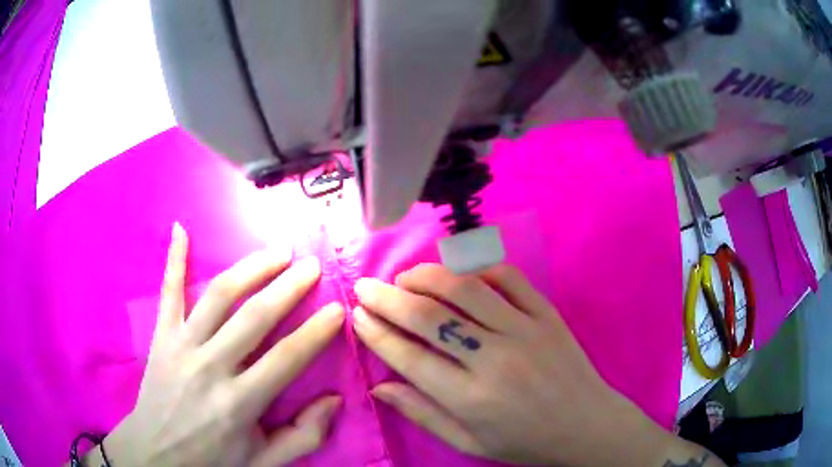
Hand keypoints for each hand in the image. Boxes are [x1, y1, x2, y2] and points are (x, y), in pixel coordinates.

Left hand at [94, 223, 344, 466]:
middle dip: (288, 287)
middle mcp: (210, 367)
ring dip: (250, 269)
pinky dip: (173, 260)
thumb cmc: (212, 460)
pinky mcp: (161, 336)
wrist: (155, 454)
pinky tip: (180, 229)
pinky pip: (168, 292)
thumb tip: (335, 401)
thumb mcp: (264, 462)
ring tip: (276, 251)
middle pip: (254, 317)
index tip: (337, 309)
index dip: (316, 332)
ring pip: (218, 296)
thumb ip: (303, 436)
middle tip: (311, 265)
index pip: (286, 359)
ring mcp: (181, 346)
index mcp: (239, 403)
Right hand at [352, 264, 722, 465]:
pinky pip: (509, 278)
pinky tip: (459, 274)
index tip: (358, 314)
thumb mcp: (468, 442)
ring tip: (405, 277)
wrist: (585, 425)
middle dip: (388, 298)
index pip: (409, 357)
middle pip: (430, 317)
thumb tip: (380, 385)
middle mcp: (495, 359)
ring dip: (427, 276)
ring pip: (465, 289)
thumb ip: (422, 414)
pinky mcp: (547, 314)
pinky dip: (479, 268)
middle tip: (366, 286)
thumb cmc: (523, 441)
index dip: (377, 332)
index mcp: (471, 399)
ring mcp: (525, 330)